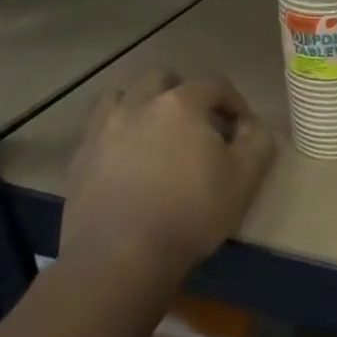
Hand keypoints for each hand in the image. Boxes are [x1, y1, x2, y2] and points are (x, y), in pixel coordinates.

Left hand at [61, 71, 275, 278]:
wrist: (120, 257)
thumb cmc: (191, 213)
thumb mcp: (245, 178)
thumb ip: (257, 141)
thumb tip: (250, 125)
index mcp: (181, 104)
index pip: (215, 84)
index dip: (234, 102)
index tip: (242, 129)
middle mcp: (138, 105)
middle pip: (163, 79)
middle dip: (184, 94)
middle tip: (198, 126)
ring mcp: (103, 129)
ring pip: (122, 96)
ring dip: (143, 106)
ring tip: (156, 135)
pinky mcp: (80, 158)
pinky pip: (99, 129)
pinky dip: (116, 133)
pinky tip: (127, 160)